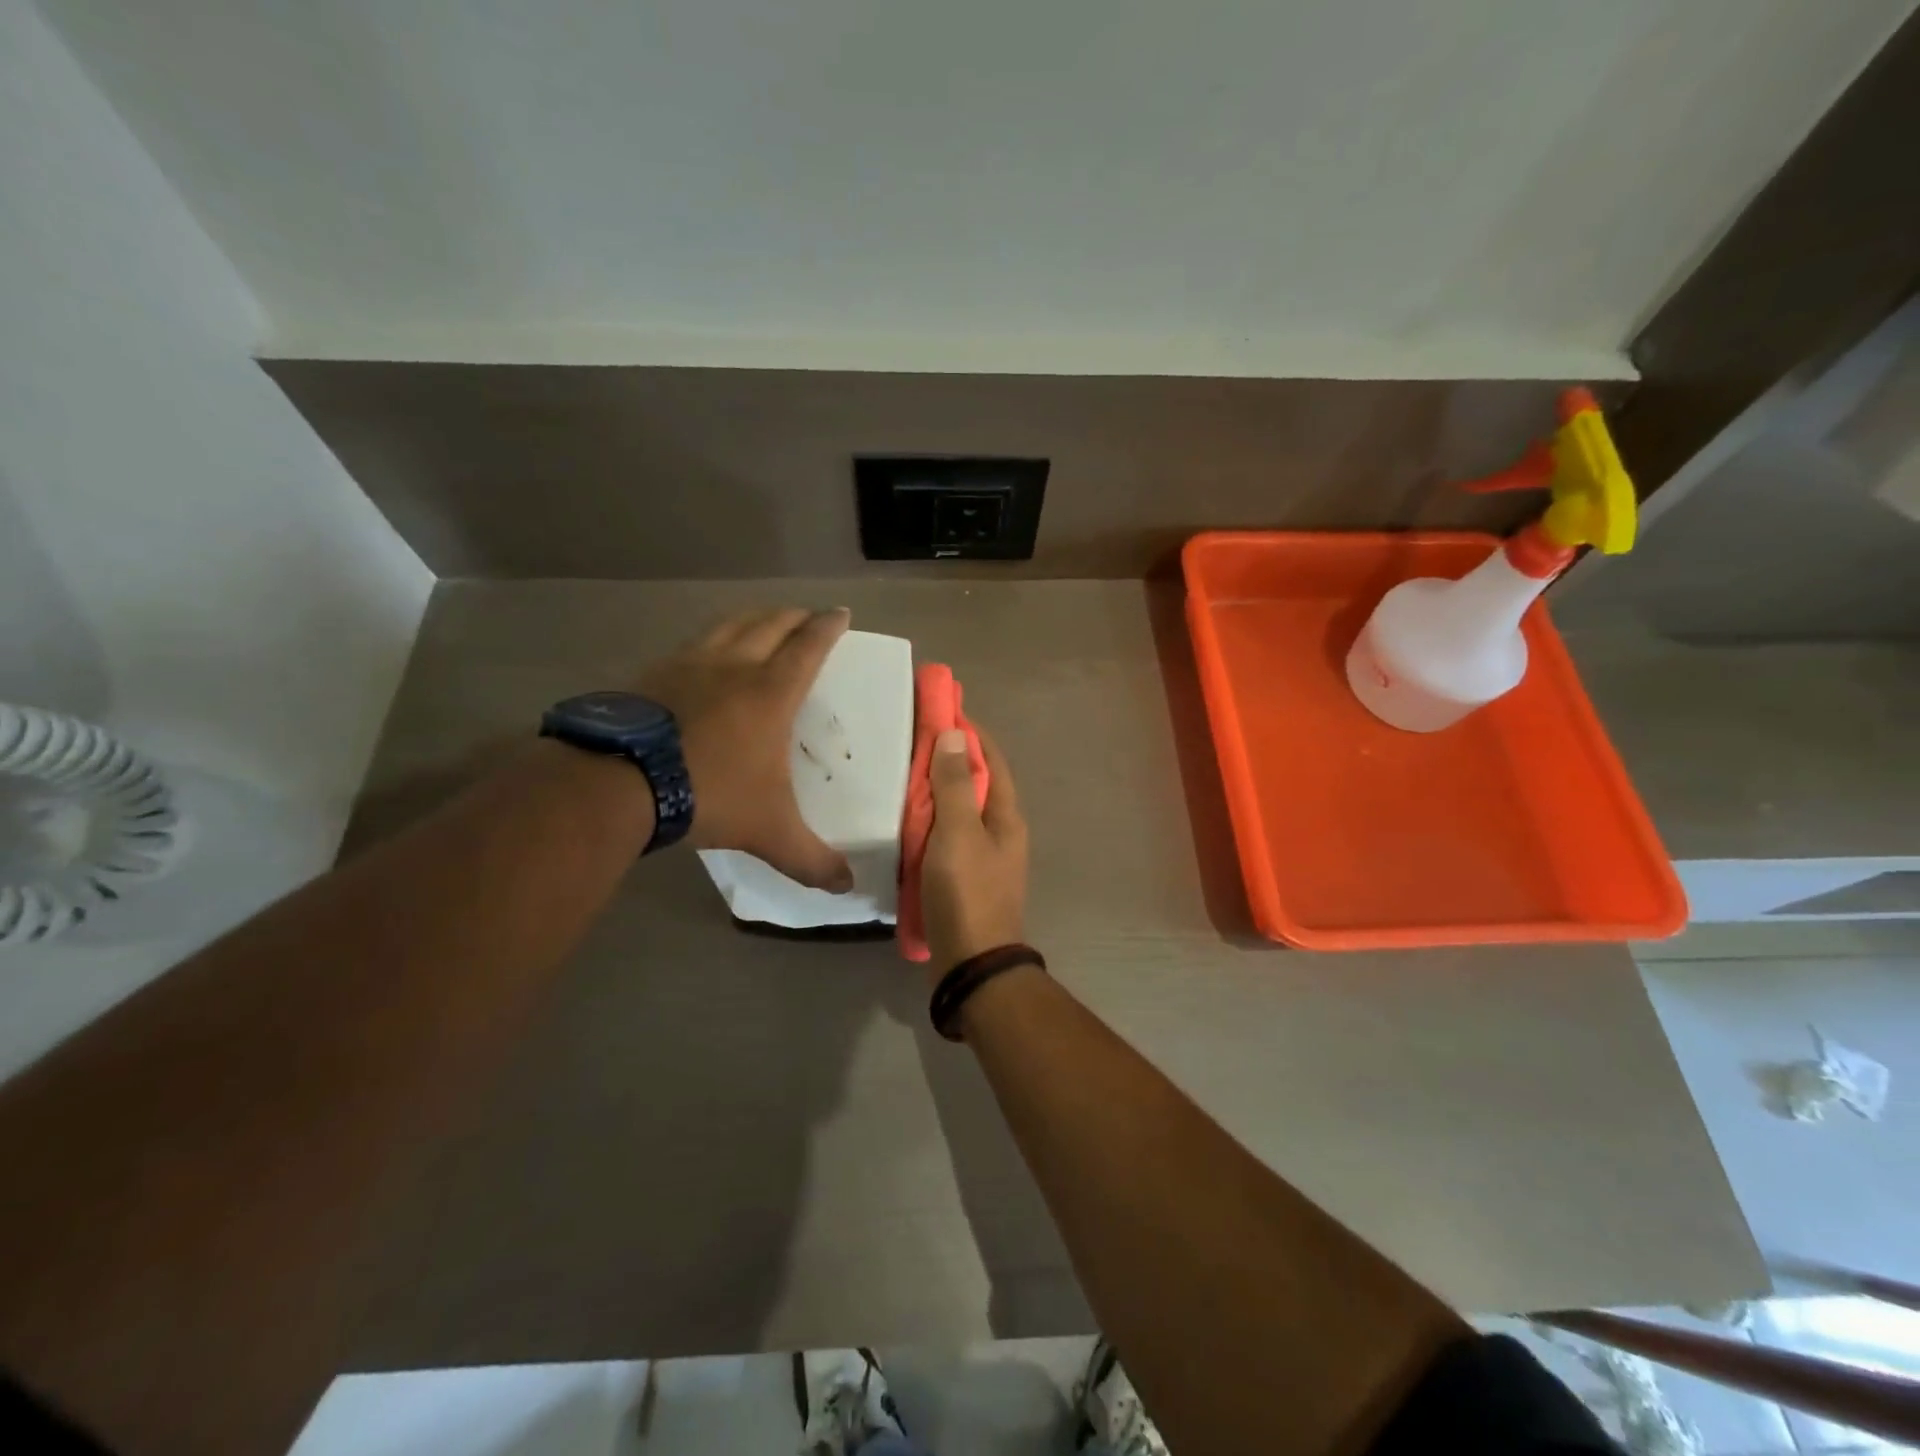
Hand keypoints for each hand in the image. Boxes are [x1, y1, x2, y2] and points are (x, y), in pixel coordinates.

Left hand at [638, 608, 853, 891]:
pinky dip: (711, 638)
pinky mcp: (653, 673)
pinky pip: (692, 643)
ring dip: (754, 618)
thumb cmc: (710, 795)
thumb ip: (811, 859)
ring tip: (763, 621)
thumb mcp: (769, 832)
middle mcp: (734, 667)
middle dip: (794, 616)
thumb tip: (846, 887)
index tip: (841, 613)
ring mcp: (689, 664)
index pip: (808, 648)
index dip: (828, 627)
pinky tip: (705, 653)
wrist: (621, 781)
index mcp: (771, 693)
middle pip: (771, 624)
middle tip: (808, 615)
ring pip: (729, 625)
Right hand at [922, 725, 1028, 976]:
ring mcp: (981, 855)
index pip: (989, 758)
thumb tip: (956, 734)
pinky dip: (927, 820)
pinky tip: (901, 818)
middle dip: (947, 757)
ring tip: (900, 771)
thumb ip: (954, 785)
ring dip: (934, 789)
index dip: (968, 731)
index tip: (940, 707)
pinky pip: (944, 836)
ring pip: (957, 809)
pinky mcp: (961, 876)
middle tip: (910, 738)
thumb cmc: (967, 892)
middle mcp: (999, 830)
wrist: (971, 963)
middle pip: (973, 782)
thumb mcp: (959, 833)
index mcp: (1005, 815)